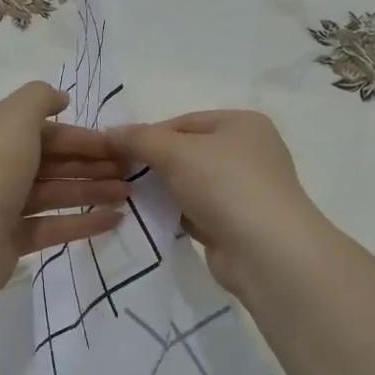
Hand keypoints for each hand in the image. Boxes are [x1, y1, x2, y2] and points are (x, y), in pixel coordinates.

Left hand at [0, 82, 131, 296]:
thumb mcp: (14, 118)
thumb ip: (39, 98)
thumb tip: (60, 98)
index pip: (40, 130)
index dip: (80, 135)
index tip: (116, 144)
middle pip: (48, 161)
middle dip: (89, 164)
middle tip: (129, 171)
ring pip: (52, 193)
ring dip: (91, 191)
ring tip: (127, 195)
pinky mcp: (8, 240)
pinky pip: (50, 226)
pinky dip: (81, 222)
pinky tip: (114, 220)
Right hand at [107, 111, 324, 296]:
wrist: (266, 253)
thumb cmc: (225, 185)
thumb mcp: (176, 152)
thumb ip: (140, 139)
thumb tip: (109, 132)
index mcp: (242, 124)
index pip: (183, 122)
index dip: (148, 135)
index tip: (116, 152)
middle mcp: (248, 153)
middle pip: (187, 152)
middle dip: (155, 163)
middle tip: (120, 175)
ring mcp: (245, 191)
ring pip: (191, 184)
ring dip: (164, 191)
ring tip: (130, 198)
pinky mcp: (237, 224)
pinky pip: (197, 211)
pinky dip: (177, 214)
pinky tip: (155, 220)